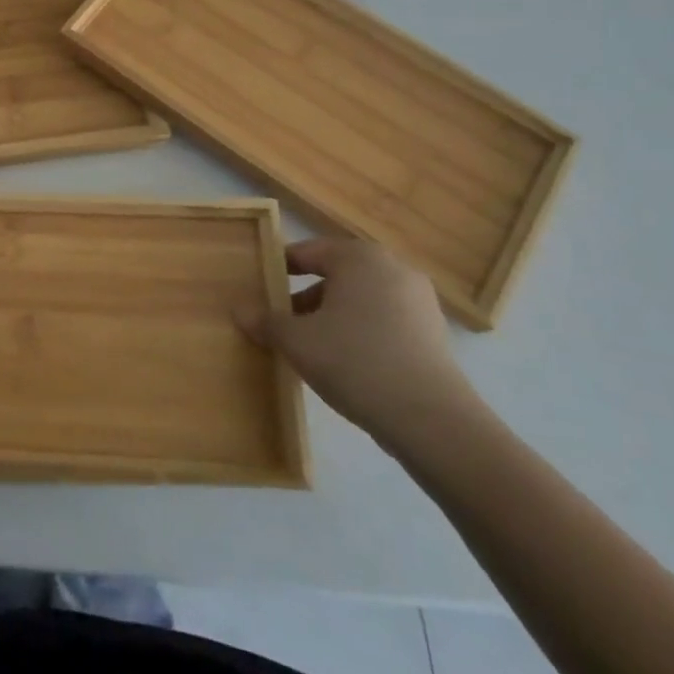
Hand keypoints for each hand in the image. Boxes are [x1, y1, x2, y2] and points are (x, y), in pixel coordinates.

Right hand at [236, 238, 481, 449]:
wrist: (433, 421)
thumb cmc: (355, 361)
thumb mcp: (296, 341)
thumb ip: (265, 321)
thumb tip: (239, 310)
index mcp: (358, 257)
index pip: (306, 252)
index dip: (278, 269)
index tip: (260, 289)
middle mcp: (392, 268)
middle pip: (335, 274)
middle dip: (305, 296)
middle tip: (280, 321)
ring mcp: (419, 301)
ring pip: (360, 299)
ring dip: (332, 316)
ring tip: (309, 346)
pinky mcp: (433, 333)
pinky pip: (383, 320)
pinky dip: (360, 332)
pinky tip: (345, 363)